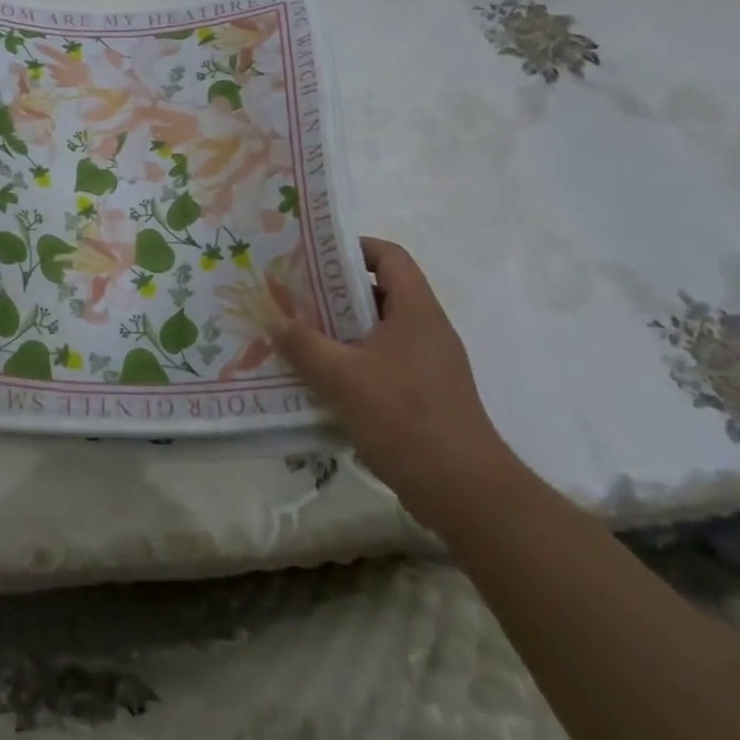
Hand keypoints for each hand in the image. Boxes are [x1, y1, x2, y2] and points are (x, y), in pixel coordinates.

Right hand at [272, 238, 520, 523]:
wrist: (464, 491)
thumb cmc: (404, 418)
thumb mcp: (342, 377)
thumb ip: (303, 345)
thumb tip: (274, 320)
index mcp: (416, 311)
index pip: (390, 256)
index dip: (354, 247)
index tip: (314, 256)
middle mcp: (427, 330)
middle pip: (381, 292)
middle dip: (335, 292)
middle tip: (294, 296)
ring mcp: (429, 364)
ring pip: (379, 330)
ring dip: (340, 330)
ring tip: (298, 335)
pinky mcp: (425, 395)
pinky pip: (383, 362)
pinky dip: (353, 362)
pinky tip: (322, 380)